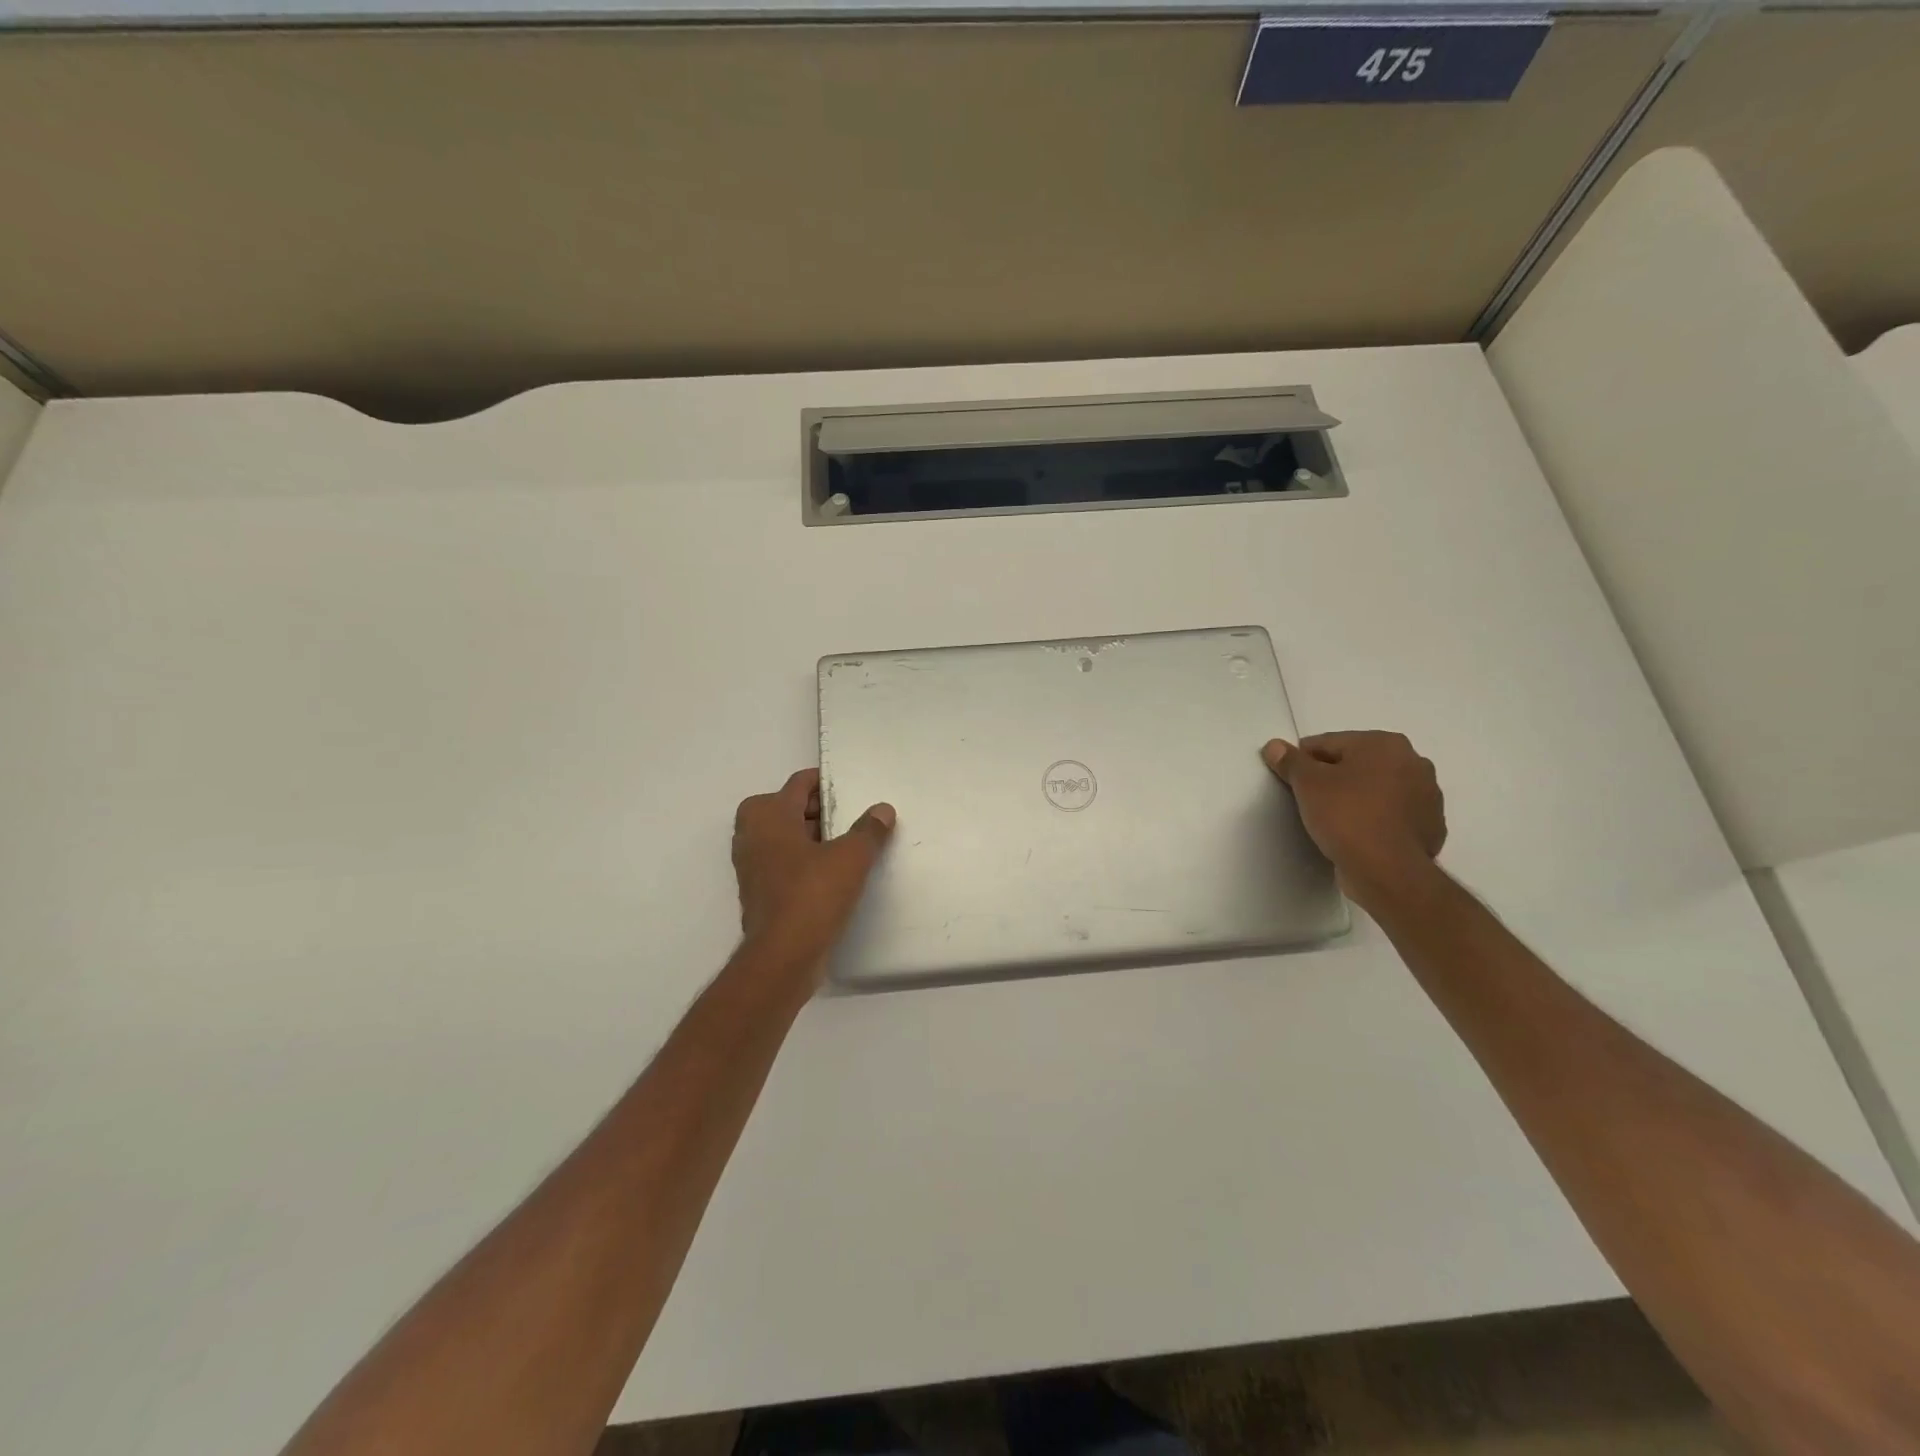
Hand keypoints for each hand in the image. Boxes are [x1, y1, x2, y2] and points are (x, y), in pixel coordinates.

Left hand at [731, 768, 895, 978]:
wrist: (782, 957)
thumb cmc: (812, 895)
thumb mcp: (851, 858)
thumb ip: (869, 830)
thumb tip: (883, 810)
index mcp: (768, 815)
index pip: (799, 783)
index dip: (826, 782)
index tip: (853, 789)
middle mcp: (752, 834)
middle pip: (790, 808)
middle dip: (821, 810)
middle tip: (854, 817)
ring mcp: (752, 865)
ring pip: (786, 837)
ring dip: (814, 837)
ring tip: (850, 844)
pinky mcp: (759, 892)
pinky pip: (785, 863)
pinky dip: (805, 861)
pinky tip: (835, 874)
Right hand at [1262, 732, 1445, 905]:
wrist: (1387, 871)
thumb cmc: (1346, 816)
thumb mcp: (1307, 784)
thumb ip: (1290, 761)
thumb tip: (1274, 746)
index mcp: (1385, 743)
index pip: (1329, 743)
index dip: (1304, 761)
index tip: (1292, 782)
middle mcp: (1414, 762)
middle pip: (1357, 763)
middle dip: (1335, 777)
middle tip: (1311, 801)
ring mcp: (1428, 796)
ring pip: (1377, 789)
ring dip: (1358, 797)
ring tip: (1334, 820)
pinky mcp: (1431, 826)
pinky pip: (1393, 815)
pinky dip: (1376, 819)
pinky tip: (1359, 835)